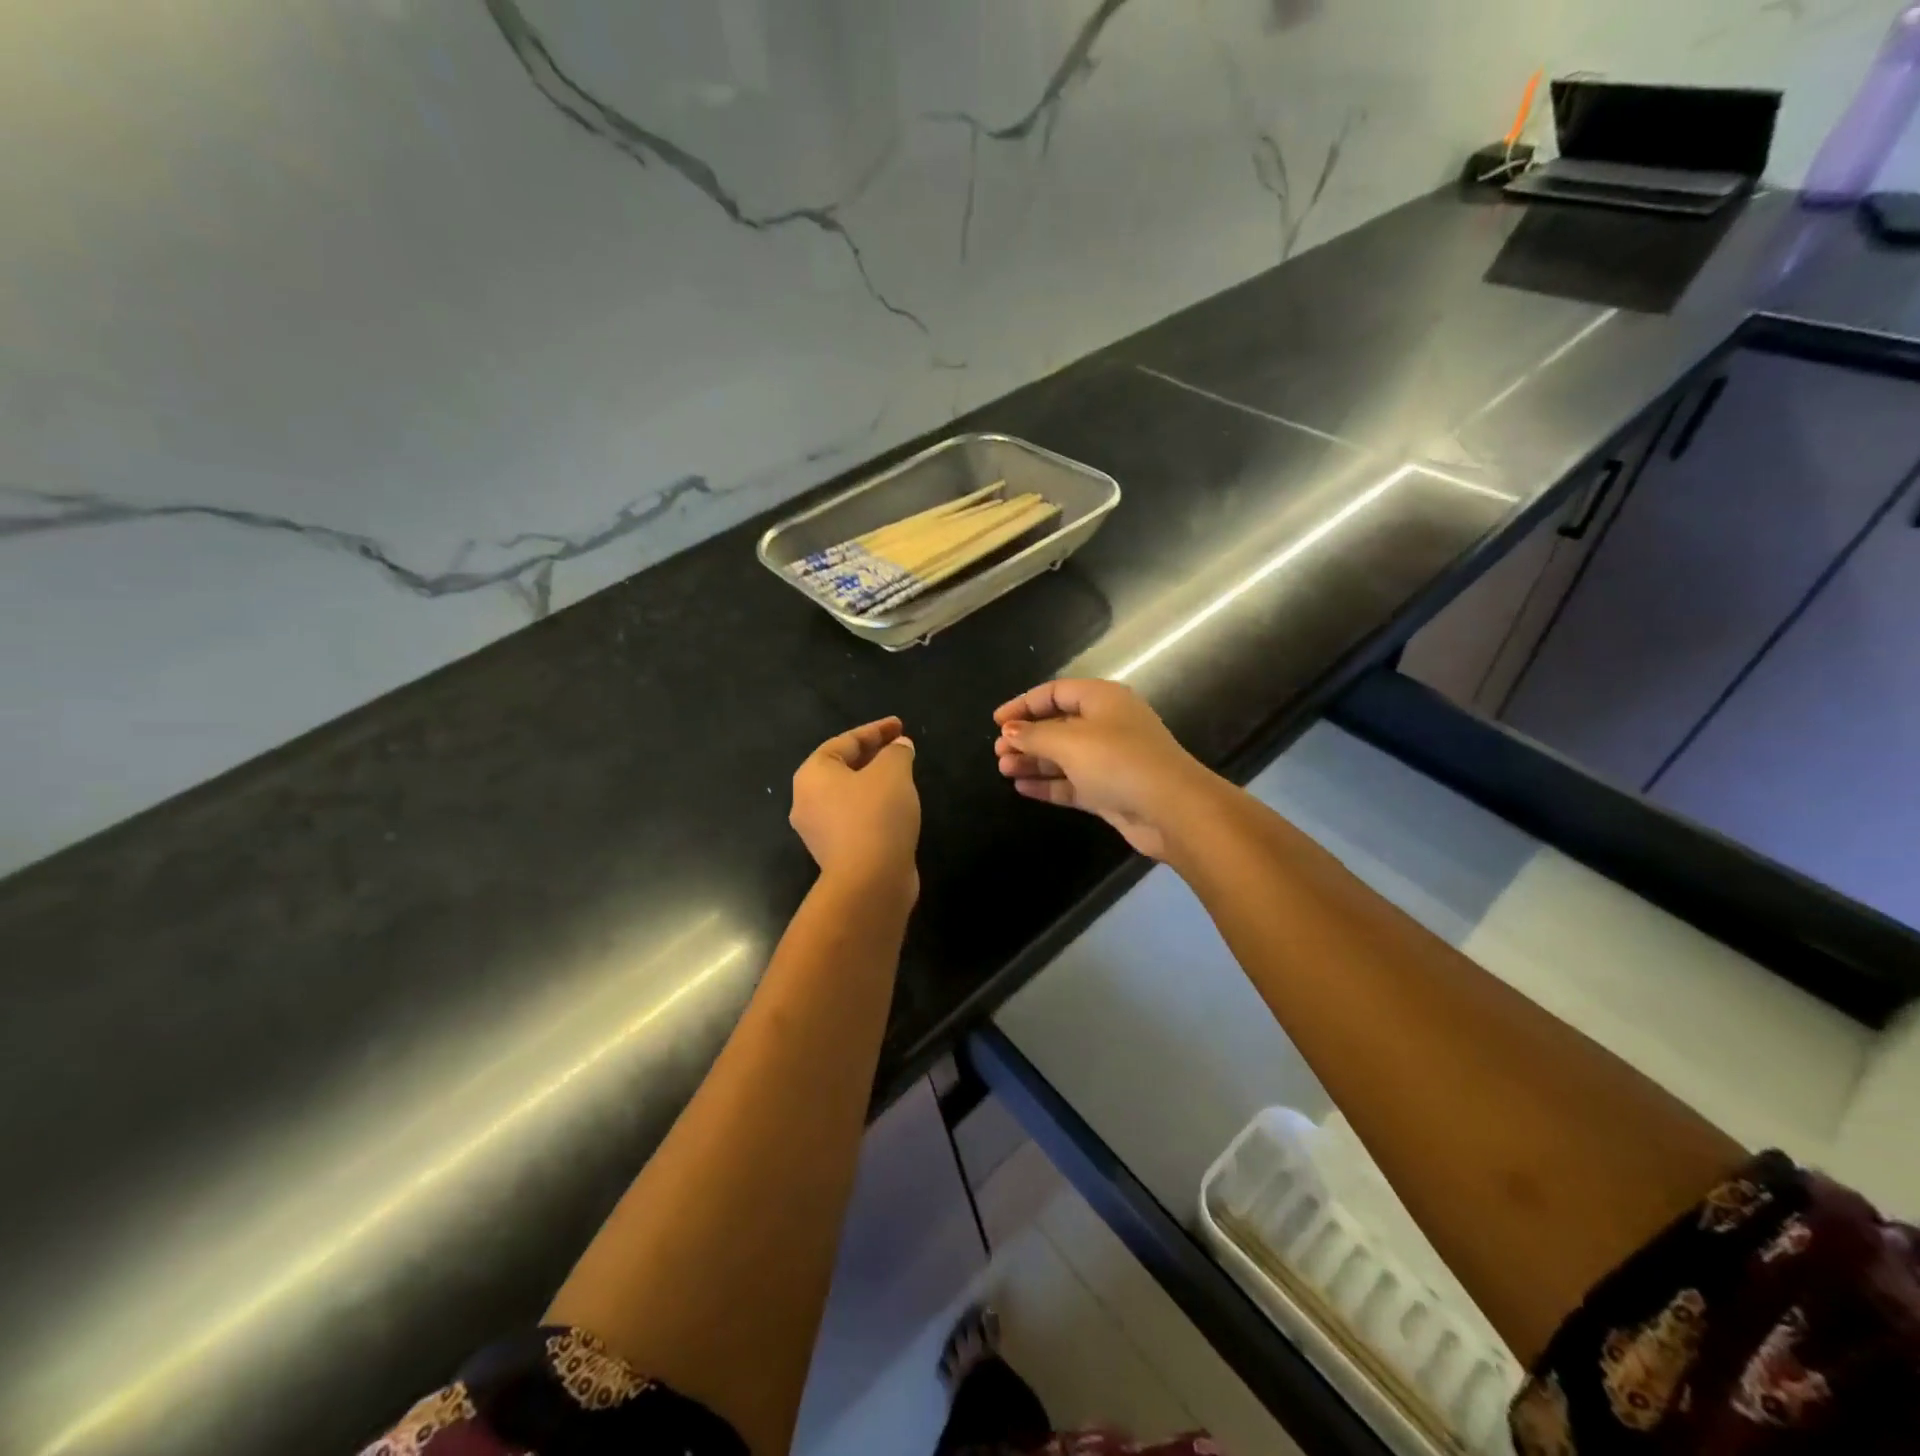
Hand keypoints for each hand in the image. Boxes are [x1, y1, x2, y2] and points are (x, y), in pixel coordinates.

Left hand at [791, 716, 920, 896]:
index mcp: (812, 774)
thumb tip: (900, 747)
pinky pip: (855, 819)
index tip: (900, 726)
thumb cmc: (876, 815)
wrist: (870, 881)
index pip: (845, 742)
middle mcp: (806, 801)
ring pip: (849, 795)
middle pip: (842, 768)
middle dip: (873, 755)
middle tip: (901, 748)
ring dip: (874, 782)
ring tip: (902, 776)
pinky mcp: (836, 853)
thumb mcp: (893, 772)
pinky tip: (896, 808)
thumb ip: (896, 752)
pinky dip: (874, 807)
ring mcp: (818, 831)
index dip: (876, 730)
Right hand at [992, 679, 1217, 859]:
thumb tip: (1008, 731)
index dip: (1024, 704)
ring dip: (1033, 761)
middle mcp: (1107, 724)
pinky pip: (1072, 782)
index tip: (996, 721)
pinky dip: (1049, 784)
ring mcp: (1109, 759)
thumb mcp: (1069, 742)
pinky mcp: (1110, 790)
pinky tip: (1022, 787)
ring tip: (1004, 770)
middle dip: (1026, 737)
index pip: (1055, 692)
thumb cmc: (1118, 761)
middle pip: (1058, 725)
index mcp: (1102, 699)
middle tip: (997, 753)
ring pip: (1063, 756)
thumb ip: (1034, 735)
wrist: (1171, 808)